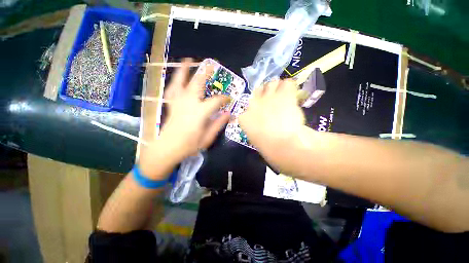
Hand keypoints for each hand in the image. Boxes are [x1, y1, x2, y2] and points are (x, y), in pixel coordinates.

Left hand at [140, 59, 229, 178]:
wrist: (167, 149)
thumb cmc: (189, 145)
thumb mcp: (208, 137)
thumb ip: (219, 124)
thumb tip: (229, 114)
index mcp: (200, 112)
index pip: (216, 101)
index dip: (224, 98)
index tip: (229, 98)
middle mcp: (189, 103)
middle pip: (197, 84)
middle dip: (205, 73)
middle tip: (211, 64)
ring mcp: (178, 102)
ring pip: (181, 82)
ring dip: (185, 71)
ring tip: (188, 60)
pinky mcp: (171, 105)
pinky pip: (172, 90)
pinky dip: (174, 82)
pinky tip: (176, 79)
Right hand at [238, 79, 304, 152]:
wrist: (283, 144)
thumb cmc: (268, 148)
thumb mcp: (255, 139)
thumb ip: (254, 129)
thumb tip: (259, 126)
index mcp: (245, 117)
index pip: (246, 109)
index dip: (255, 110)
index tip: (261, 114)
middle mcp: (254, 104)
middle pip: (258, 91)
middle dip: (264, 94)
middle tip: (272, 100)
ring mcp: (269, 97)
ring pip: (271, 83)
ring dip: (276, 88)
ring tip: (282, 95)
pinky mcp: (284, 95)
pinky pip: (287, 83)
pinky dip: (290, 87)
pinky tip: (292, 93)